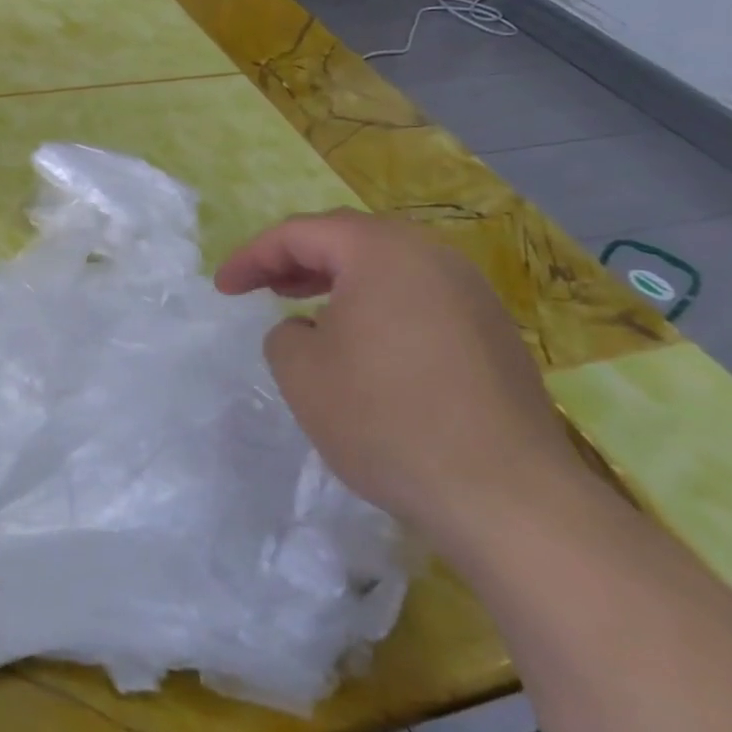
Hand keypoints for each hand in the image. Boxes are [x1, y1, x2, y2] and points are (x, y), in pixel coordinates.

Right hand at [216, 210, 587, 552]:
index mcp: (381, 252)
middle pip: (349, 238)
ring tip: (307, 309)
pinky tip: (364, 346)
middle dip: (297, 258)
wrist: (508, 498)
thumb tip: (307, 330)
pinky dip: (377, 305)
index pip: (299, 234)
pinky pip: (418, 298)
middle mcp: (432, 258)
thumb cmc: (386, 419)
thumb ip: (284, 334)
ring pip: (388, 267)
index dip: (252, 256)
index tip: (223, 288)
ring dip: (339, 280)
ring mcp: (472, 295)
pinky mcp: (493, 335)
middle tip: (264, 285)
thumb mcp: (301, 372)